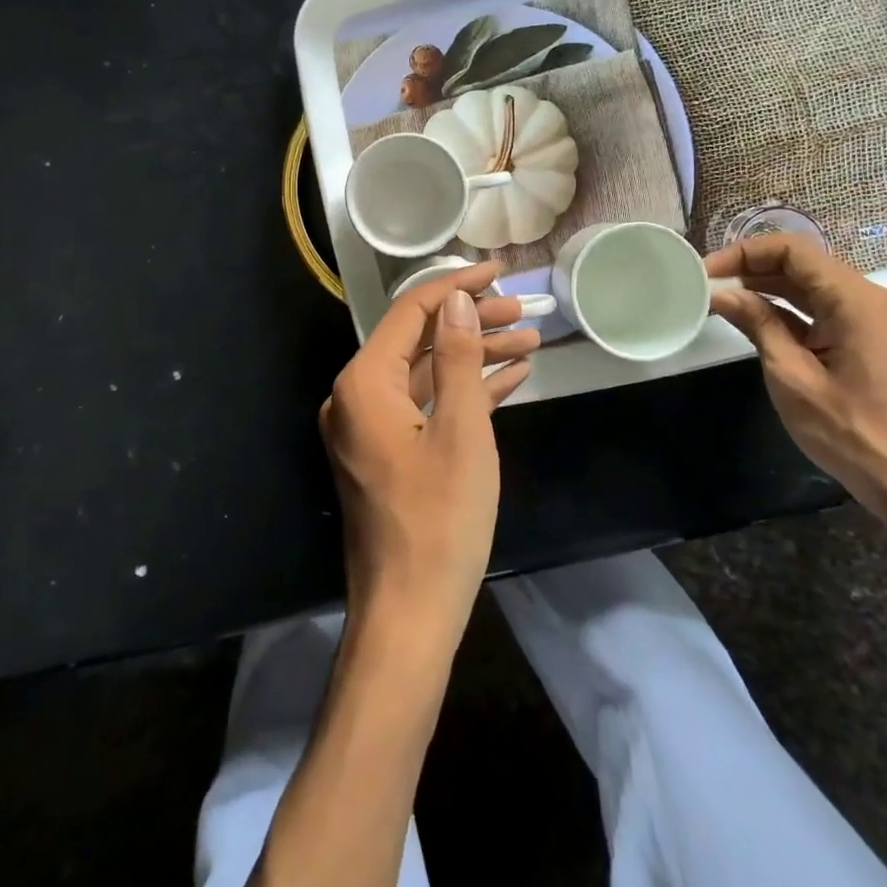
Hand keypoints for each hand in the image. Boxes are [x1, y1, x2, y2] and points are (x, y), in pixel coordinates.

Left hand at [320, 261, 537, 634]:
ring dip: (474, 358)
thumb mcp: (460, 432)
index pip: (411, 314)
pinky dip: (465, 393)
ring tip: (529, 342)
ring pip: (427, 375)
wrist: (409, 615)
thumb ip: (457, 359)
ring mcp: (371, 428)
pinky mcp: (388, 454)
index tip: (500, 271)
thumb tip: (458, 301)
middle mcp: (357, 397)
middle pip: (419, 342)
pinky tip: (509, 379)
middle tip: (525, 312)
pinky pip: (427, 408)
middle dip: (472, 324)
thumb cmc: (439, 521)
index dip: (457, 287)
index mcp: (364, 384)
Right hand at [706, 235, 886, 518]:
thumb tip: (722, 294)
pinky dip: (788, 309)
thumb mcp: (792, 376)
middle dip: (752, 268)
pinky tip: (753, 318)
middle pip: (803, 263)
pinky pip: (824, 308)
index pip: (793, 251)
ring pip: (812, 285)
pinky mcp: (872, 338)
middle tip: (706, 285)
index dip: (745, 253)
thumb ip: (757, 325)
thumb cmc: (850, 432)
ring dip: (767, 287)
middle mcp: (871, 299)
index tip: (707, 271)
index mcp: (857, 301)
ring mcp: (875, 319)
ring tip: (721, 298)